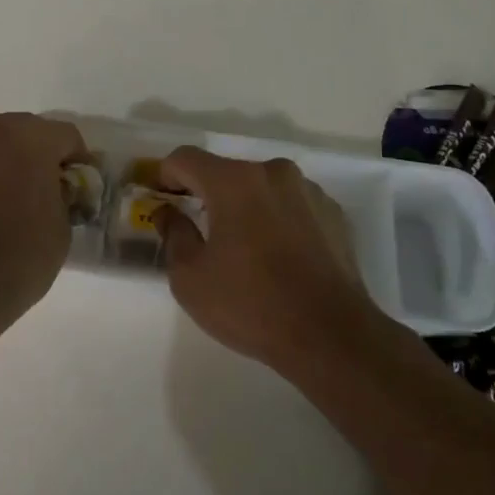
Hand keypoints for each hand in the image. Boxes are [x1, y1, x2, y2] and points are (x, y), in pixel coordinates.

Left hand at [0, 98, 85, 324]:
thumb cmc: (19, 258)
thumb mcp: (61, 227)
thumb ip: (60, 193)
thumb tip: (53, 185)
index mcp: (32, 139)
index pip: (64, 135)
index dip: (73, 158)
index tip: (72, 179)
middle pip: (18, 127)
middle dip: (27, 150)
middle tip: (28, 183)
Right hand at [154, 148, 376, 371]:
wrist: (332, 336)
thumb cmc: (251, 304)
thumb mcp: (190, 278)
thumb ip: (173, 234)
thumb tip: (168, 212)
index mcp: (234, 181)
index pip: (185, 159)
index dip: (165, 175)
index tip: (160, 199)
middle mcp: (273, 173)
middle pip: (226, 172)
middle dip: (207, 194)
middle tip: (198, 230)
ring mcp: (309, 191)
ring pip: (262, 188)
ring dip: (245, 207)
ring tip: (243, 248)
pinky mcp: (334, 214)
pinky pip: (292, 207)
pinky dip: (277, 221)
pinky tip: (278, 258)